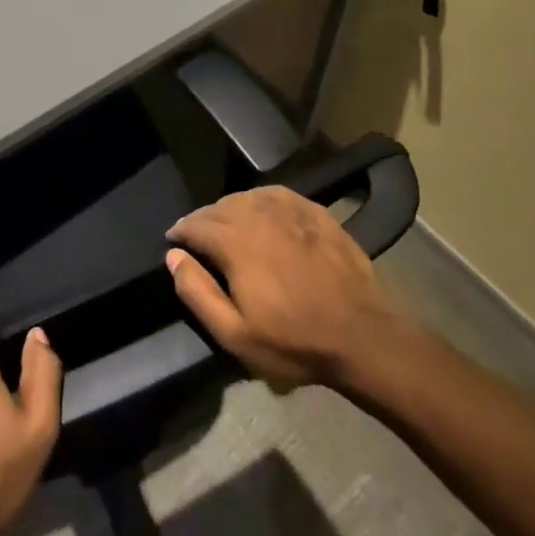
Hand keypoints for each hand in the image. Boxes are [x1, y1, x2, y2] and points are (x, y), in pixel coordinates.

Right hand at [165, 184, 408, 390]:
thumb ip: (198, 292)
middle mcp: (260, 215)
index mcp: (236, 242)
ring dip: (229, 207)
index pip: (196, 224)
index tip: (173, 241)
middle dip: (203, 218)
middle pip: (220, 206)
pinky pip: (277, 194)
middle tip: (196, 235)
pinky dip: (260, 199)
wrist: (361, 334)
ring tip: (225, 223)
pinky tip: (260, 210)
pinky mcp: (316, 212)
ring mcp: (291, 210)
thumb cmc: (294, 341)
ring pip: (248, 196)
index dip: (180, 231)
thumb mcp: (235, 333)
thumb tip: (174, 256)